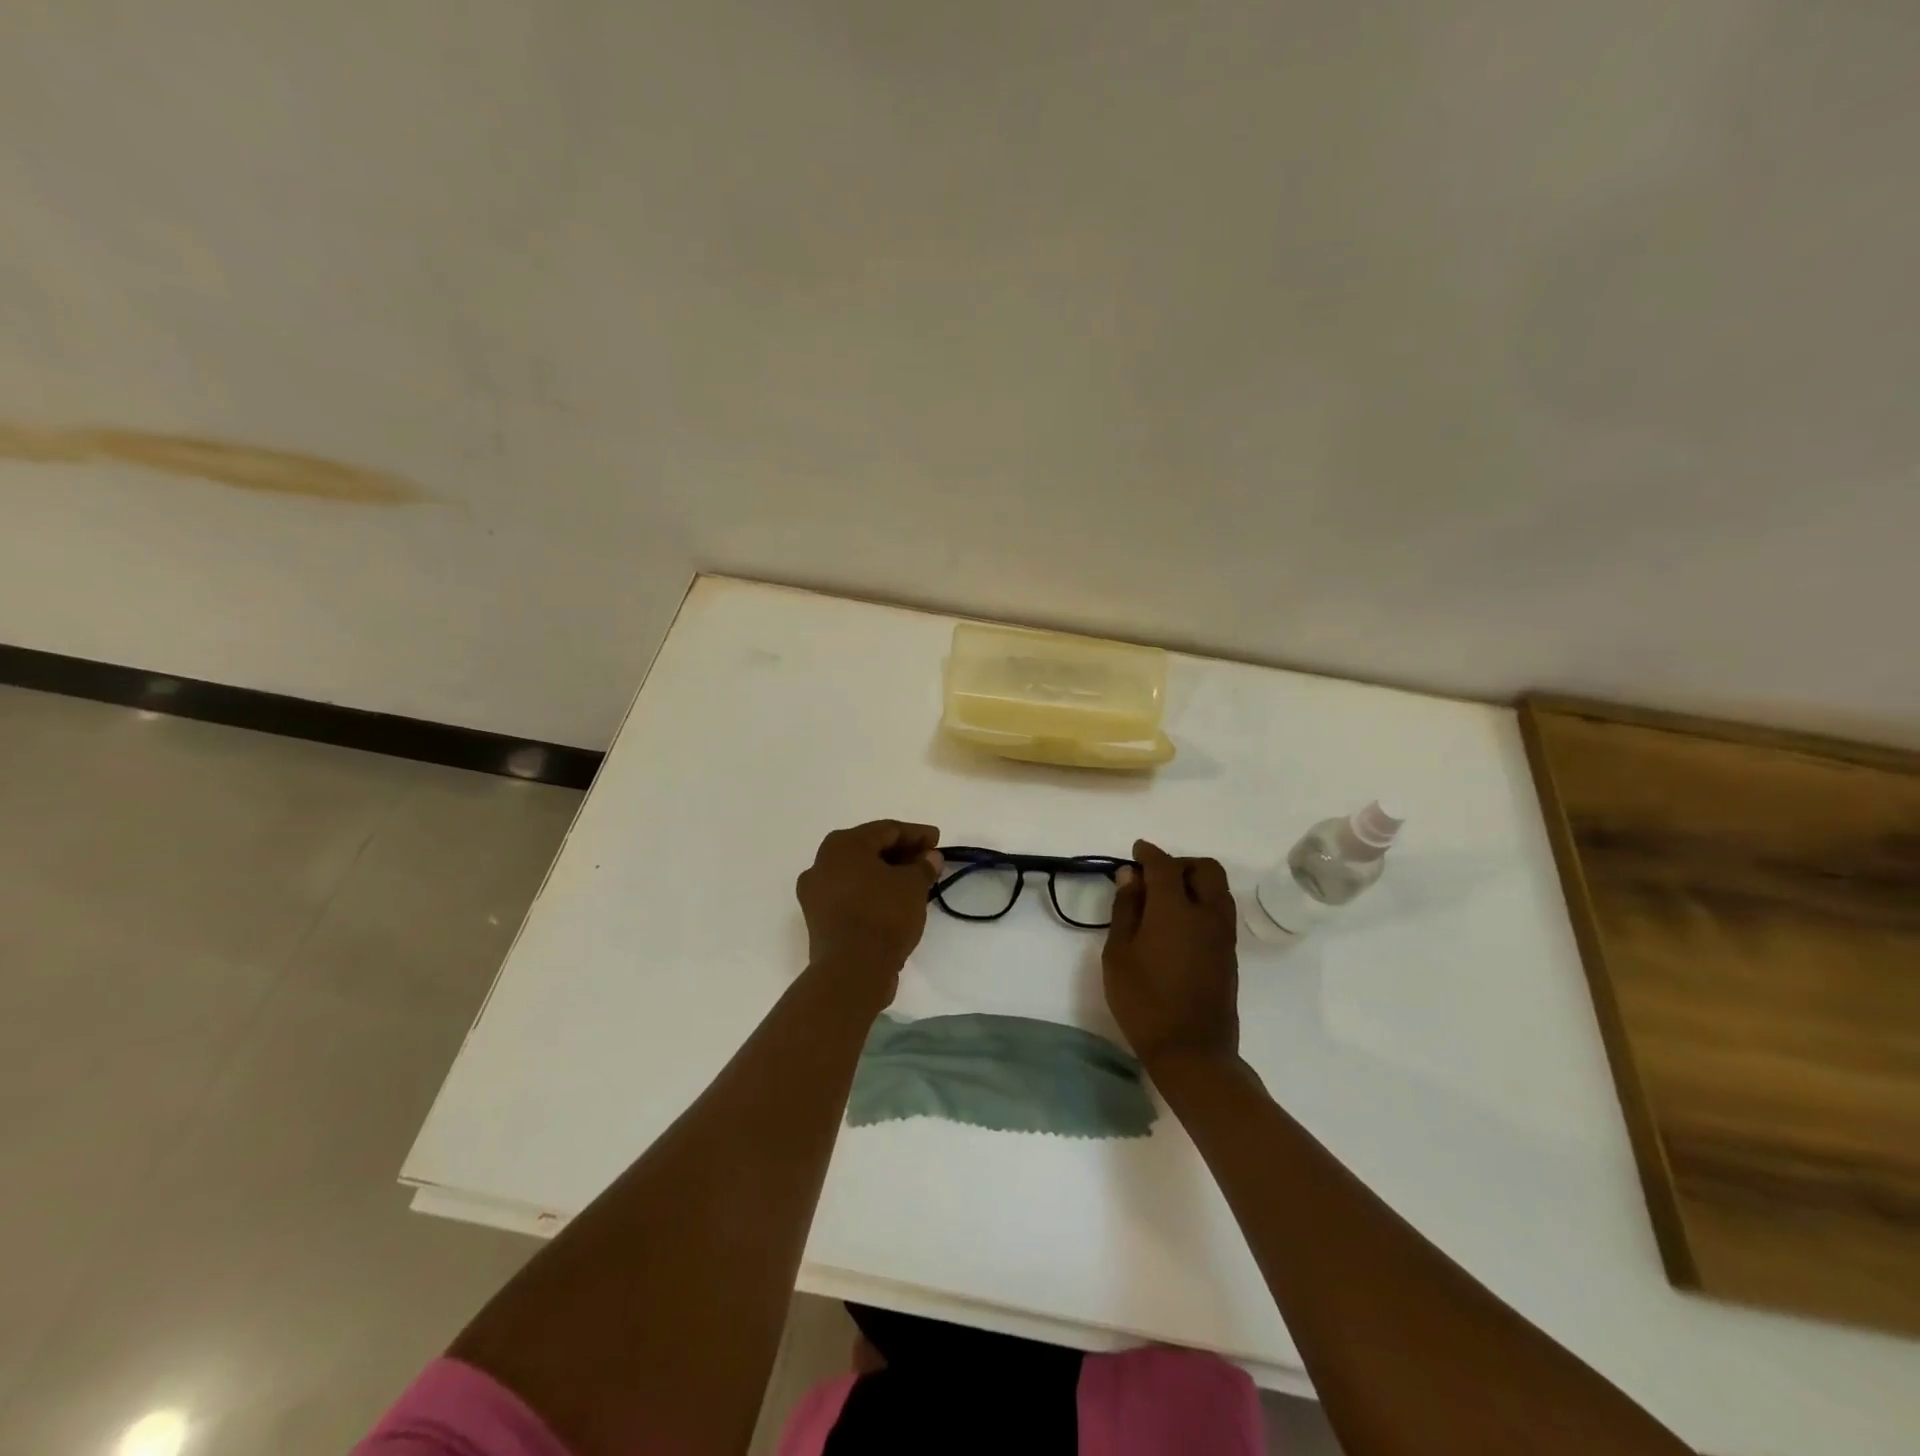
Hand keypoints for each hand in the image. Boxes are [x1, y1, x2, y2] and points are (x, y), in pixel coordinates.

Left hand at [796, 820, 941, 1004]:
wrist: (851, 971)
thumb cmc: (883, 915)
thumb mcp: (913, 886)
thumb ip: (923, 866)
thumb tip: (930, 857)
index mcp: (843, 844)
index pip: (887, 830)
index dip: (916, 834)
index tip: (938, 840)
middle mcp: (822, 862)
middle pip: (869, 849)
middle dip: (901, 852)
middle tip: (928, 859)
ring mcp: (816, 891)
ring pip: (858, 873)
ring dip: (886, 873)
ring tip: (915, 881)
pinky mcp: (818, 918)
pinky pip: (850, 894)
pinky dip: (872, 891)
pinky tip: (894, 900)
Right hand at [1103, 840, 1238, 1070]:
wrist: (1192, 1051)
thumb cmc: (1144, 1002)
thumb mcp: (1119, 954)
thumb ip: (1126, 909)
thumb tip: (1131, 876)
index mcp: (1175, 909)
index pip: (1164, 865)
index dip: (1149, 854)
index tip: (1135, 852)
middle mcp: (1206, 913)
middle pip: (1205, 868)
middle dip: (1180, 863)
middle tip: (1154, 877)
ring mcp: (1223, 935)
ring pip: (1218, 889)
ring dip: (1196, 882)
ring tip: (1167, 900)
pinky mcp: (1230, 954)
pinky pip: (1221, 911)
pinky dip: (1203, 903)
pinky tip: (1180, 924)